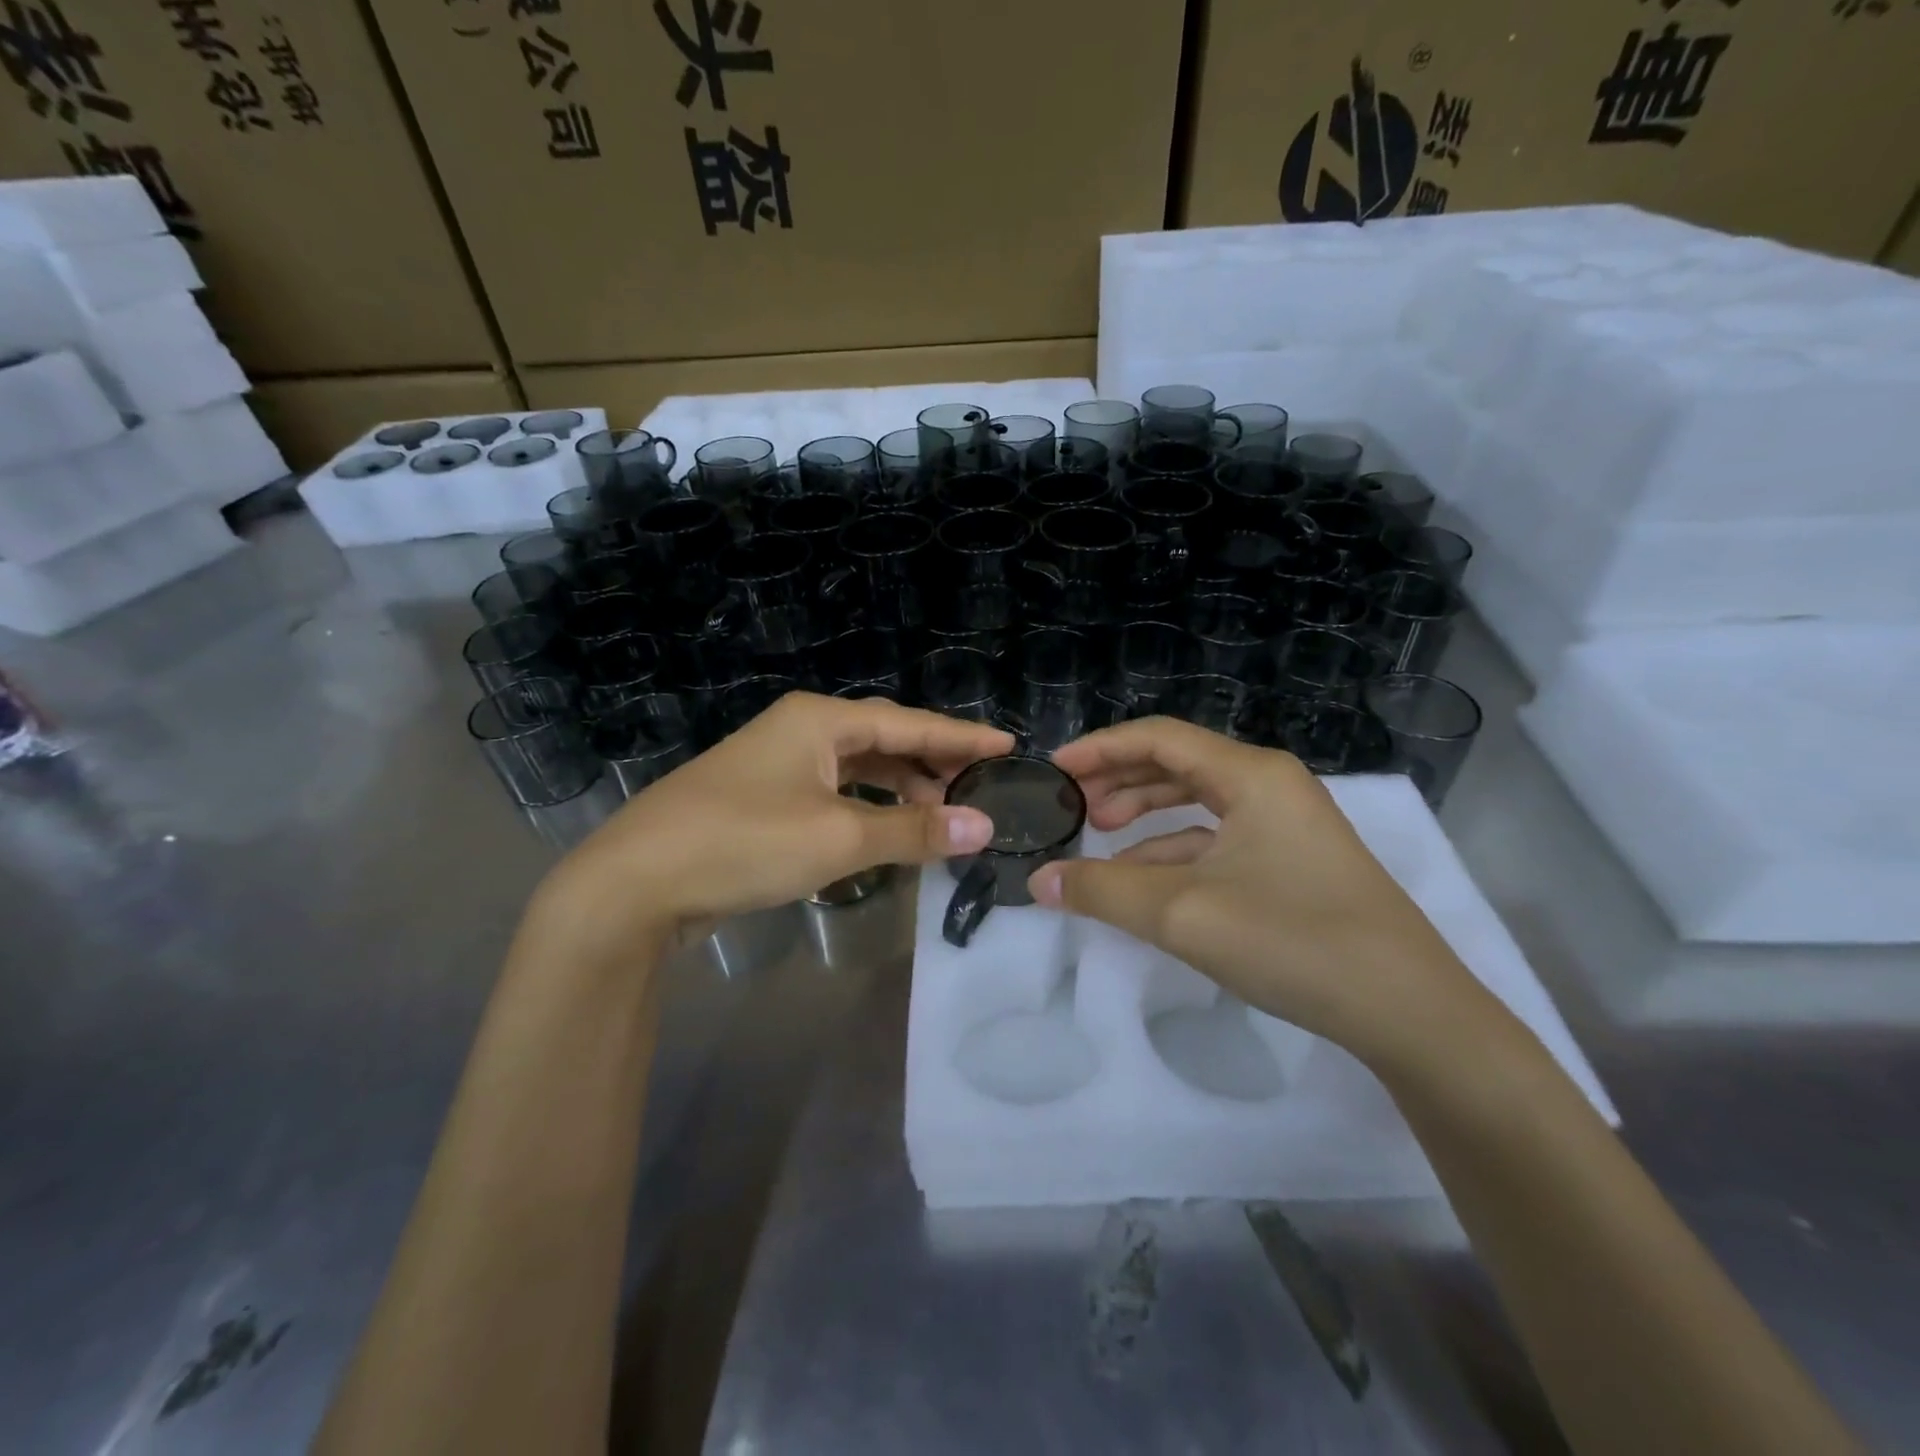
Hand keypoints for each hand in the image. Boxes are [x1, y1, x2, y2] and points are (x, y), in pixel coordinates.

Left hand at [531, 692, 1012, 957]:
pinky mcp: (762, 798)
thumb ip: (914, 830)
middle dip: (932, 763)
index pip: (908, 723)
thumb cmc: (743, 843)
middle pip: (883, 740)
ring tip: (943, 812)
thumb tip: (983, 826)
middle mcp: (799, 731)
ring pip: (857, 768)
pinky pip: (833, 793)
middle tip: (980, 788)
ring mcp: (776, 764)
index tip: (1007, 745)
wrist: (635, 882)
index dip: (961, 737)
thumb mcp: (838, 838)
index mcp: (819, 721)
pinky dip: (867, 808)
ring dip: (900, 789)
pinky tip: (886, 830)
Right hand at [1028, 717, 1494, 1070]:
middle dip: (1119, 779)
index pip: (1159, 737)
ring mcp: (1287, 824)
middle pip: (1178, 763)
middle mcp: (1270, 785)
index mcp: (1250, 774)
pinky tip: (1146, 879)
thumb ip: (1103, 892)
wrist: (1409, 1012)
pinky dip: (1175, 849)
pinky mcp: (1293, 862)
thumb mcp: (1182, 914)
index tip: (1055, 768)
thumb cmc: (1293, 941)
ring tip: (1100, 834)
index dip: (1100, 747)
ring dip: (1146, 814)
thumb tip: (1039, 882)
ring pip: (1198, 802)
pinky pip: (1219, 839)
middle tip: (1072, 804)